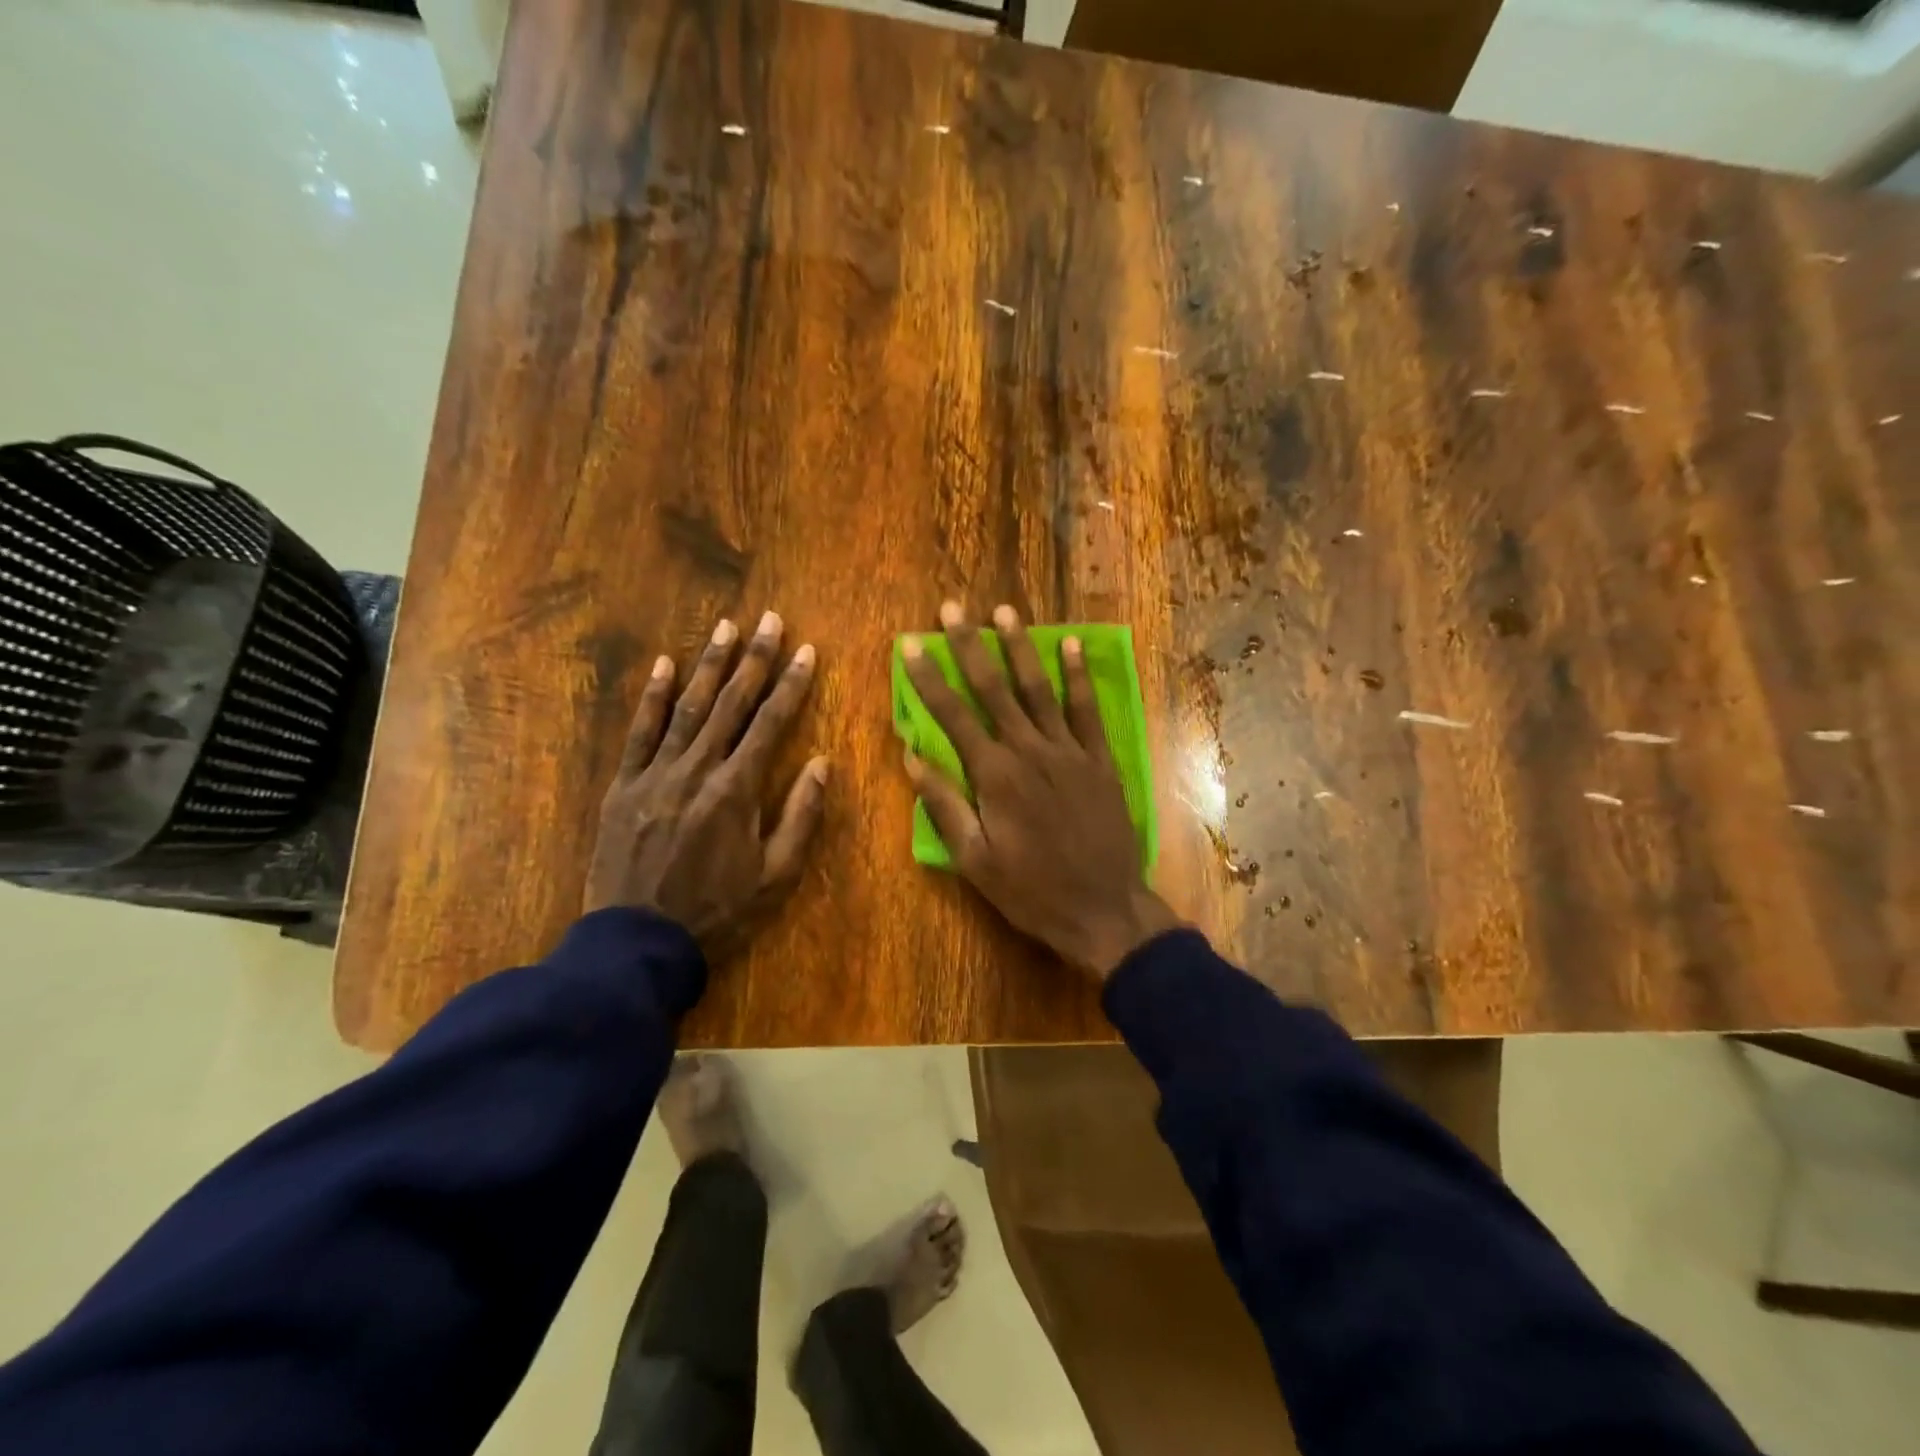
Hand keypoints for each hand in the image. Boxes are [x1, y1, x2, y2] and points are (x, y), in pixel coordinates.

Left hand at [584, 612, 828, 962]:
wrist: (638, 942)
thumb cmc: (718, 911)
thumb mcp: (776, 875)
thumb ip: (800, 815)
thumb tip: (821, 763)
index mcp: (737, 789)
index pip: (771, 723)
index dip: (791, 684)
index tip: (806, 651)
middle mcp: (697, 769)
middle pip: (731, 704)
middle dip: (754, 659)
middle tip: (769, 619)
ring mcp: (655, 773)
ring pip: (686, 707)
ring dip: (708, 665)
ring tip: (725, 628)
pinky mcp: (624, 786)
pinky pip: (639, 732)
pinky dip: (651, 697)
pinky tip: (663, 665)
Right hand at [900, 601, 1179, 980]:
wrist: (1104, 909)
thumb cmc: (1031, 890)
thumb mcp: (975, 860)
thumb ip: (944, 805)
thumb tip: (912, 757)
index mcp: (995, 775)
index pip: (953, 715)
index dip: (929, 678)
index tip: (911, 645)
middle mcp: (1030, 750)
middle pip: (994, 689)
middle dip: (969, 646)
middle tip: (952, 608)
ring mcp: (1070, 751)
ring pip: (1039, 689)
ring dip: (1020, 647)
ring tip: (1004, 611)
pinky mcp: (1100, 760)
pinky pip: (1086, 710)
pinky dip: (1077, 676)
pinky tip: (1069, 644)